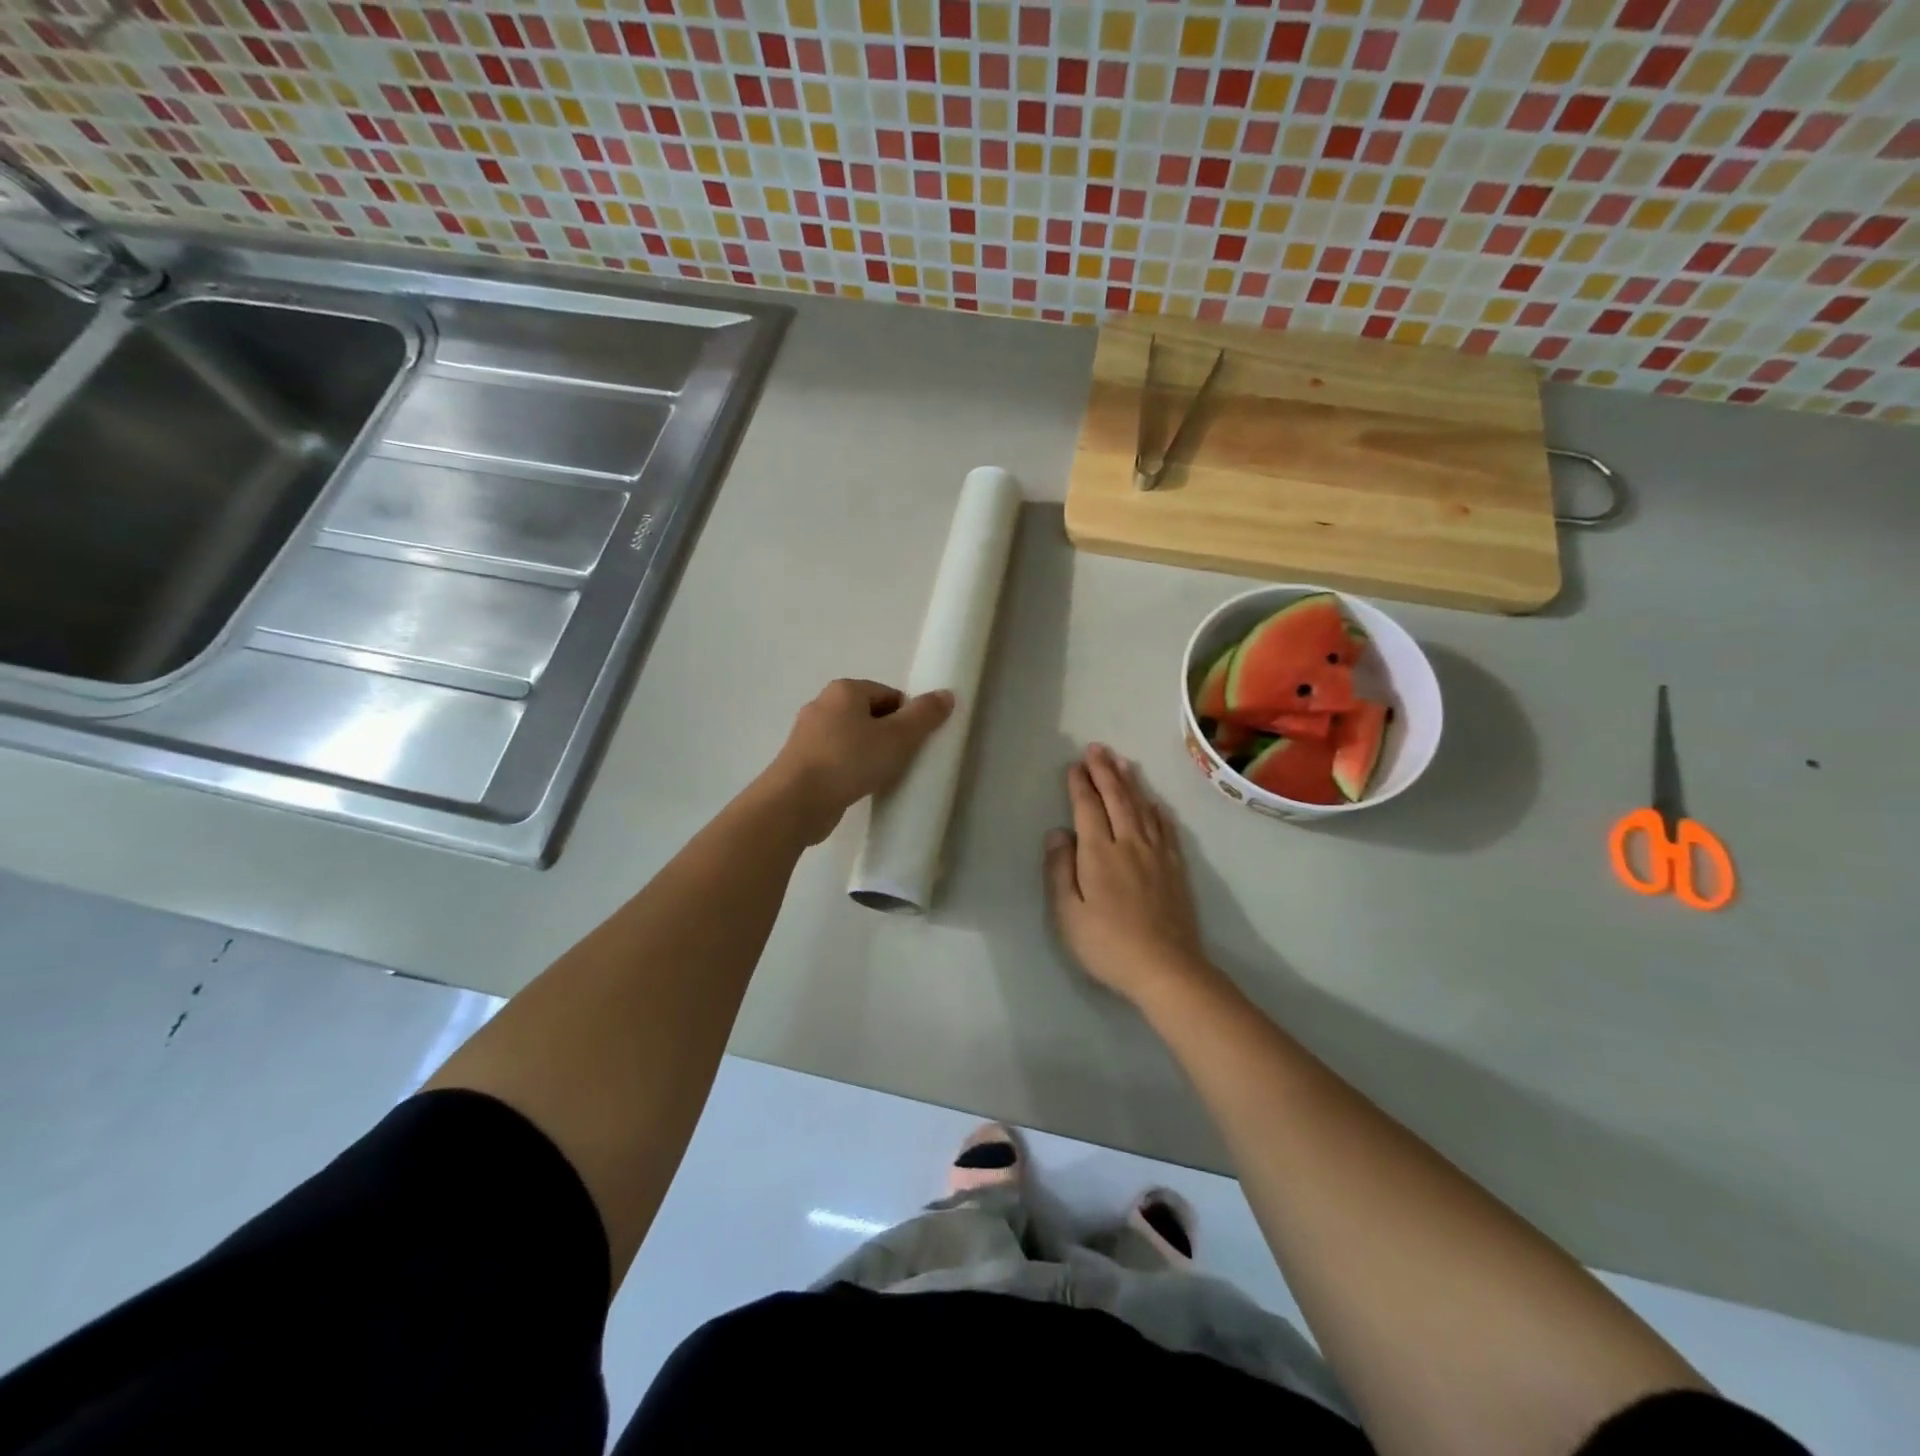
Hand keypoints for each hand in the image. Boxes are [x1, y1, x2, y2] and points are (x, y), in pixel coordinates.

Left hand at [763, 679, 953, 844]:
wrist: (796, 802)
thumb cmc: (849, 761)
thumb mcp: (897, 737)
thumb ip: (924, 716)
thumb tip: (947, 694)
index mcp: (844, 690)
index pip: (889, 695)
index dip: (907, 718)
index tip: (914, 744)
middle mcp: (822, 704)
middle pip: (870, 715)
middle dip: (888, 736)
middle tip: (901, 761)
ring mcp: (807, 734)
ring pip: (852, 738)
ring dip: (869, 754)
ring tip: (880, 777)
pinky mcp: (801, 762)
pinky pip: (836, 758)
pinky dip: (850, 769)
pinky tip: (858, 787)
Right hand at [1044, 744, 1213, 1005]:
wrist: (1166, 969)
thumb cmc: (1107, 944)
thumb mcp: (1067, 913)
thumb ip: (1060, 870)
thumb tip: (1057, 832)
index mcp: (1099, 853)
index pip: (1087, 808)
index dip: (1080, 785)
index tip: (1074, 765)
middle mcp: (1129, 844)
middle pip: (1117, 798)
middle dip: (1105, 771)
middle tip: (1097, 749)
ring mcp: (1156, 854)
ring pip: (1143, 807)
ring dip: (1130, 782)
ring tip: (1122, 762)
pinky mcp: (1175, 868)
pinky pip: (1166, 828)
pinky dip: (1157, 809)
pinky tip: (1154, 802)